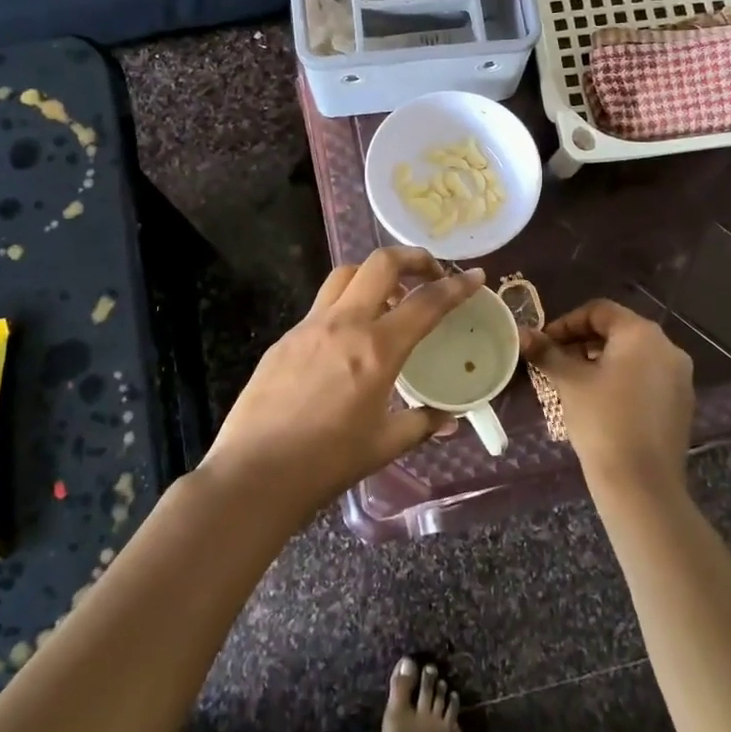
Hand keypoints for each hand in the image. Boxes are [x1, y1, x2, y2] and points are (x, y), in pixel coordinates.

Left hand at [204, 249, 484, 514]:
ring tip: (389, 299)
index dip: (457, 286)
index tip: (476, 276)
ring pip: (345, 276)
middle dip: (412, 257)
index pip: (426, 303)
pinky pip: (320, 306)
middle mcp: (343, 324)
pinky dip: (344, 306)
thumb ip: (421, 423)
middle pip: (380, 263)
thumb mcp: (384, 445)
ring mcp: (309, 327)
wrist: (254, 474)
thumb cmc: (327, 462)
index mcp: (376, 349)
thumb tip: (448, 419)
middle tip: (430, 273)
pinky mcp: (284, 339)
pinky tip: (347, 338)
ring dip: (373, 274)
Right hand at [521, 299, 693, 498]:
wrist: (642, 484)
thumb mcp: (569, 382)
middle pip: (618, 331)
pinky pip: (647, 379)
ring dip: (601, 361)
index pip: (599, 311)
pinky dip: (622, 380)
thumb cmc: (602, 421)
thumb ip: (547, 353)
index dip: (567, 323)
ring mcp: (679, 377)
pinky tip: (601, 403)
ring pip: (633, 356)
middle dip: (582, 343)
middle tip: (555, 362)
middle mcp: (668, 347)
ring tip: (574, 383)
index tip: (545, 343)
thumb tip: (523, 334)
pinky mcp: (682, 404)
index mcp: (642, 333)